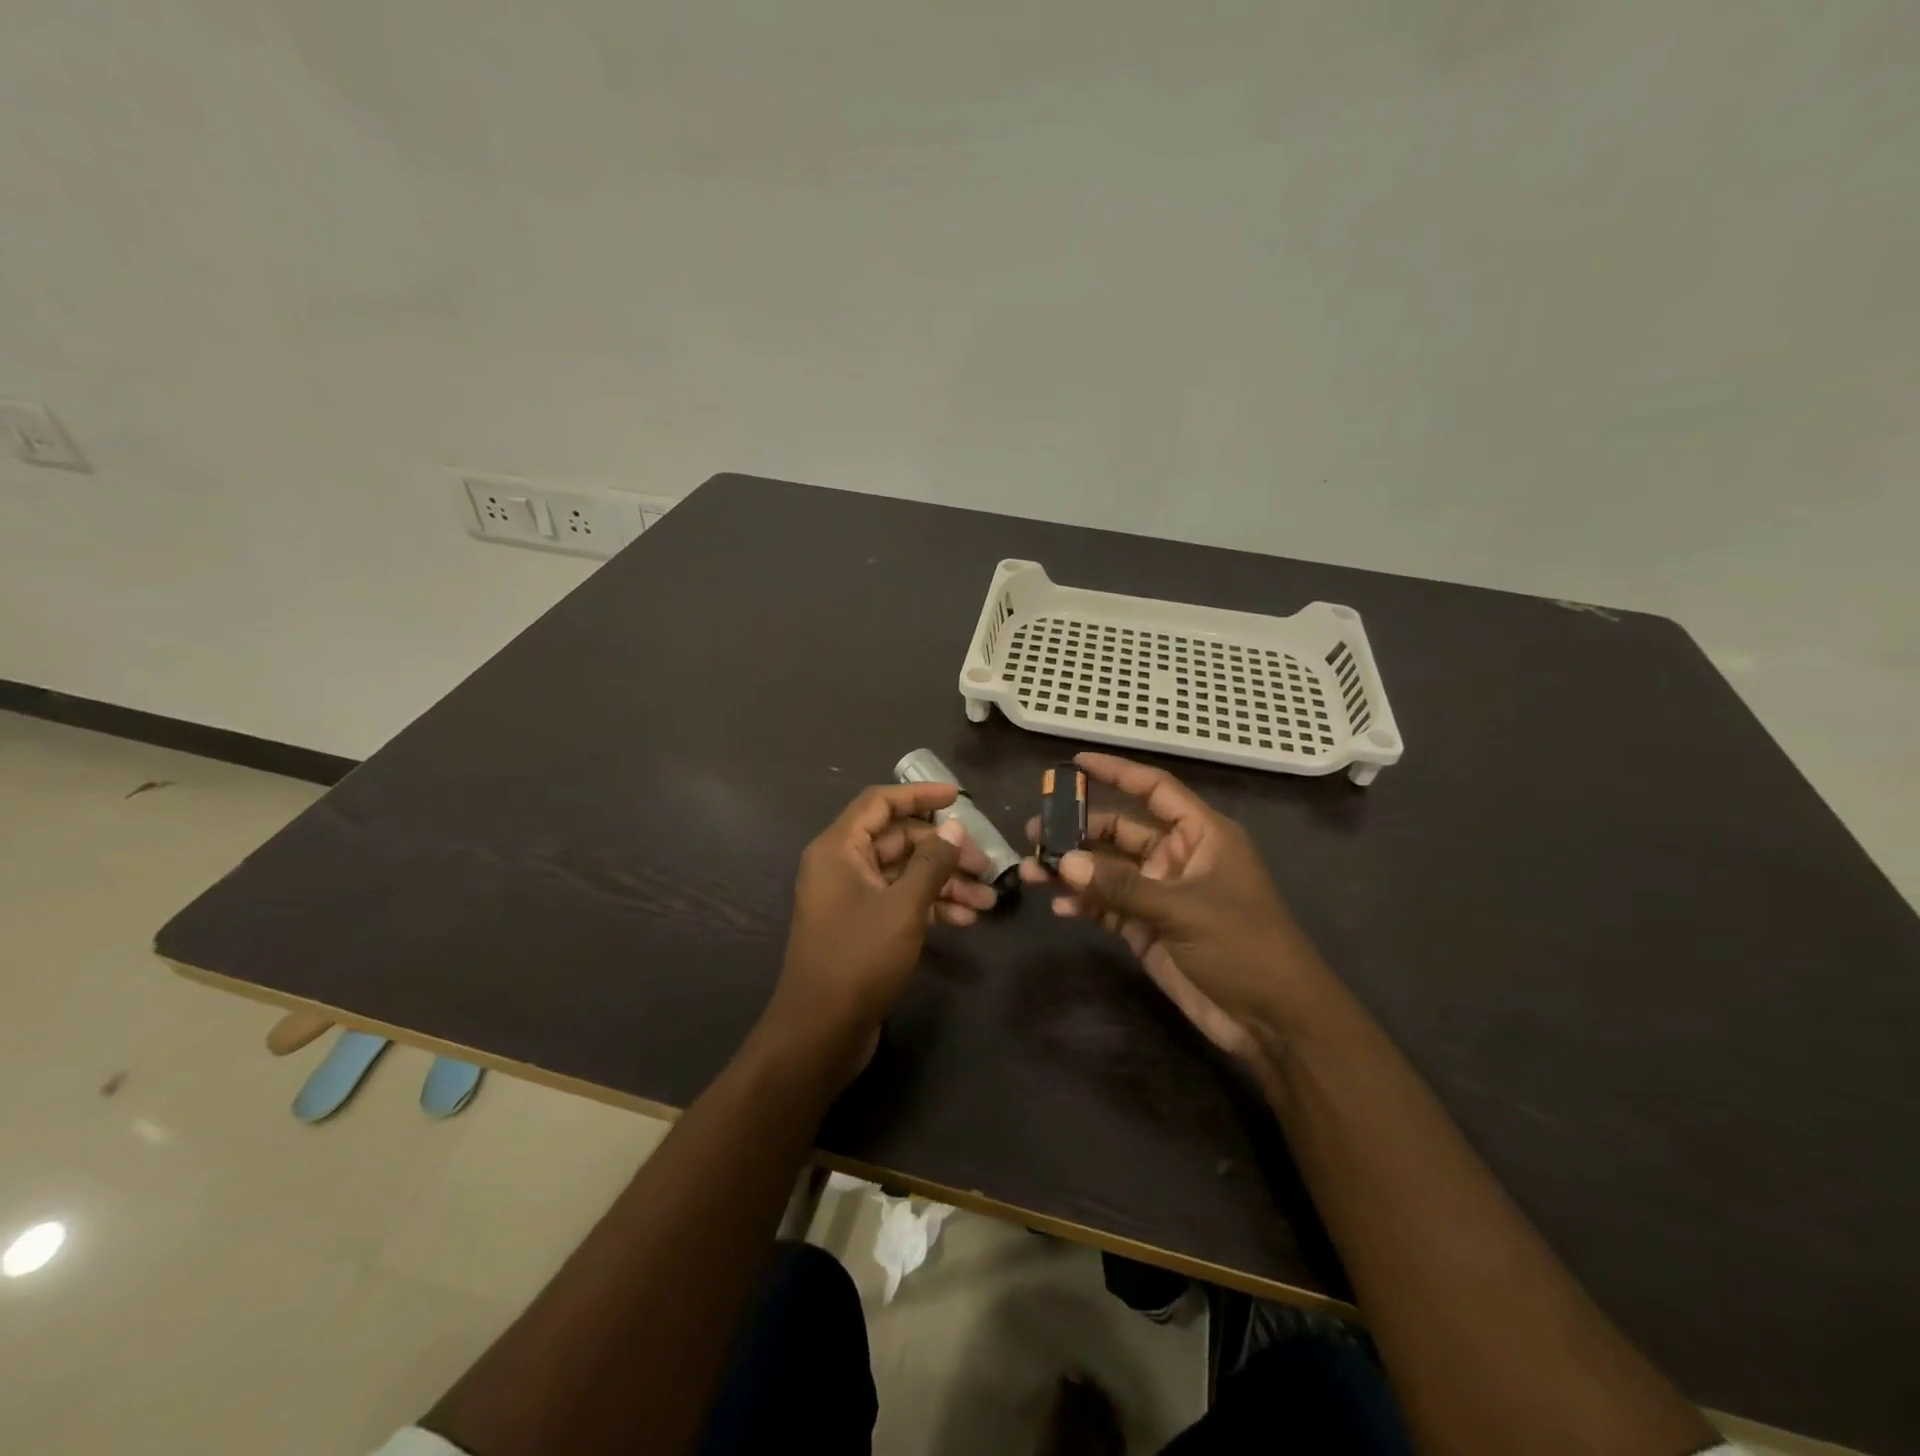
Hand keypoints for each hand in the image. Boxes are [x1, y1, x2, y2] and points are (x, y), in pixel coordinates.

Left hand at [763, 783, 992, 1074]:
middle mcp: (842, 866)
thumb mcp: (903, 907)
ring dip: (945, 882)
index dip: (920, 795)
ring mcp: (851, 898)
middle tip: (985, 865)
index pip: (881, 803)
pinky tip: (965, 920)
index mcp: (839, 848)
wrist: (820, 1032)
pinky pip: (900, 901)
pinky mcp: (862, 926)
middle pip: (898, 840)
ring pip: (904, 874)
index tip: (959, 798)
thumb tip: (954, 829)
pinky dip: (931, 906)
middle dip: (944, 850)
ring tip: (987, 900)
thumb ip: (931, 863)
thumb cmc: (858, 959)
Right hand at [1021, 753, 1331, 1060]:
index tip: (1075, 763)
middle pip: (1121, 830)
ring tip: (1032, 870)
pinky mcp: (1149, 929)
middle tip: (1034, 831)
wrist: (1273, 1021)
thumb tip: (1064, 862)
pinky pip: (1109, 906)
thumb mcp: (1183, 909)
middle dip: (1079, 830)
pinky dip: (1085, 904)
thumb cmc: (1242, 946)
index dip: (1117, 772)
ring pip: (1108, 870)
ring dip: (1074, 870)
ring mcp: (1162, 894)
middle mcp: (1179, 857)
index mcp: (1201, 835)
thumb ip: (1121, 886)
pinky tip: (1060, 908)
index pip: (1155, 789)